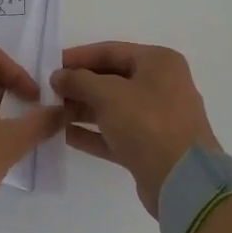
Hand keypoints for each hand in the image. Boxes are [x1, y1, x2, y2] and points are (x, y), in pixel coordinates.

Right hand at [53, 42, 220, 215]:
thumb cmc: (147, 123)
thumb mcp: (108, 94)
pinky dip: (93, 132)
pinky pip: (116, 132)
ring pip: (113, 107)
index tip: (51, 65)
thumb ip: (79, 80)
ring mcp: (157, 118)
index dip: (79, 57)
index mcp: (159, 62)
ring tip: (51, 113)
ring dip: (82, 109)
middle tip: (48, 92)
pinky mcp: (150, 147)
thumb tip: (58, 76)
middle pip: (112, 79)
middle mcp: (161, 85)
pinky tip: (65, 134)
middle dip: (79, 85)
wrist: (183, 181)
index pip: (111, 51)